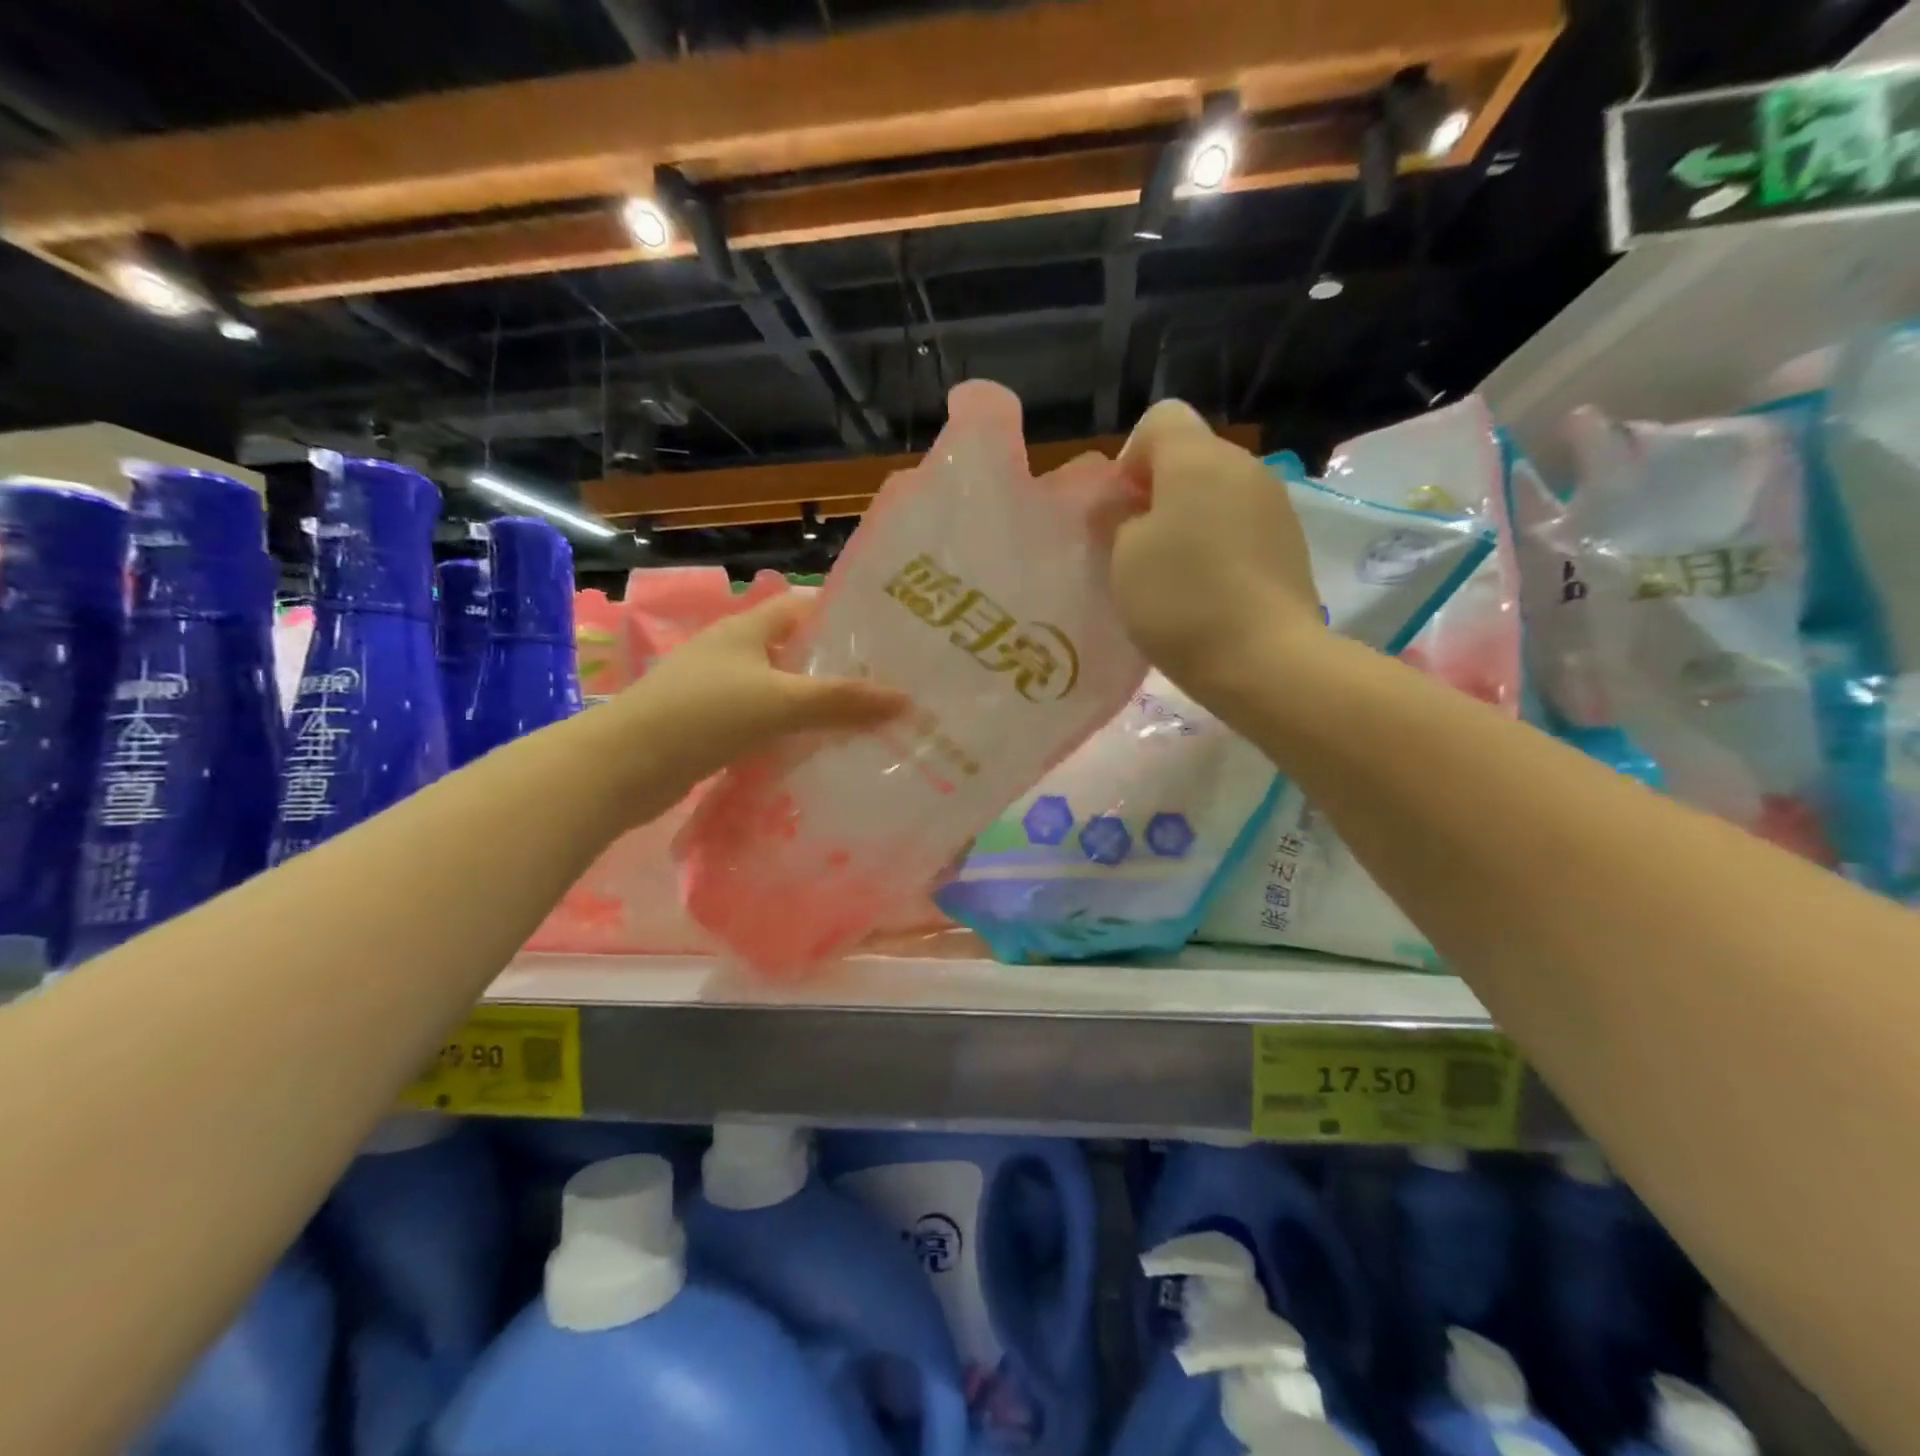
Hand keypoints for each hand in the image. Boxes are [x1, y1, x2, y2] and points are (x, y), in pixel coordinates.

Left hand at [602, 593, 906, 810]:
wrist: (623, 766)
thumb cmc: (703, 715)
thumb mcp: (780, 701)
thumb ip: (842, 700)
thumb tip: (905, 700)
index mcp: (746, 629)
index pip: (803, 608)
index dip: (843, 617)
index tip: (886, 639)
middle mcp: (732, 653)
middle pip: (795, 653)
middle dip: (837, 669)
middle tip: (887, 688)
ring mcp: (718, 692)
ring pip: (780, 692)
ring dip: (815, 707)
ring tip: (865, 724)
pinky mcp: (710, 729)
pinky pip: (763, 725)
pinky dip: (789, 736)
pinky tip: (818, 755)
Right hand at [1112, 400, 1322, 695]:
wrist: (1264, 659)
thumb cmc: (1180, 600)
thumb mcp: (1123, 557)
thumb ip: (1116, 518)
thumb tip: (1124, 506)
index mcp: (1198, 458)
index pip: (1159, 419)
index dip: (1130, 459)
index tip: (1120, 511)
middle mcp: (1244, 466)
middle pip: (1191, 457)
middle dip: (1158, 493)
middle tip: (1136, 549)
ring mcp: (1275, 505)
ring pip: (1217, 494)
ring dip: (1189, 521)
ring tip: (1172, 576)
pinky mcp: (1290, 544)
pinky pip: (1241, 526)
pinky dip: (1219, 546)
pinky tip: (1208, 591)